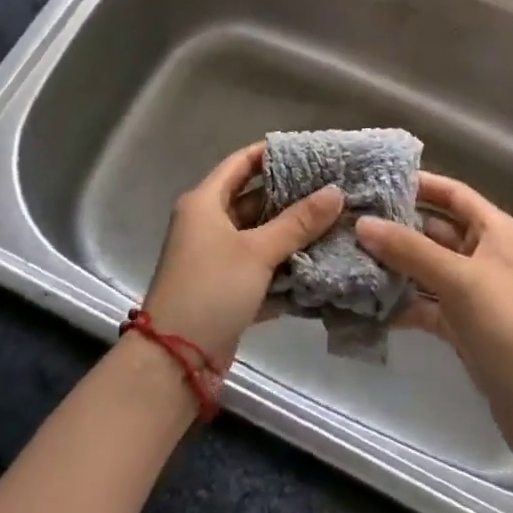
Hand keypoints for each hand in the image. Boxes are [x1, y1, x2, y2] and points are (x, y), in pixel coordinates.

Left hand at [141, 143, 344, 365]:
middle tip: (332, 189)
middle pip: (253, 199)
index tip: (310, 152)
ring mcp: (216, 258)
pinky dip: (284, 268)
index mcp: (205, 202)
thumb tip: (336, 192)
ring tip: (334, 223)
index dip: (272, 154)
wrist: (176, 360)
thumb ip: (298, 222)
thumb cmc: (211, 288)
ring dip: (291, 234)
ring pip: (259, 236)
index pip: (241, 163)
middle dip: (290, 197)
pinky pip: (260, 269)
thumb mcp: (257, 252)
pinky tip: (319, 265)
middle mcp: (207, 224)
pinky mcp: (226, 289)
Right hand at [356, 173, 512, 466]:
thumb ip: (409, 249)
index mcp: (498, 232)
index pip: (455, 194)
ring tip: (352, 256)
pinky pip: (428, 302)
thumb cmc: (509, 327)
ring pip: (429, 267)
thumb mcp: (459, 280)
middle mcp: (487, 255)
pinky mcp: (465, 325)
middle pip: (437, 229)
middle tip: (353, 220)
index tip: (377, 180)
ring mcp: (476, 292)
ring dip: (396, 264)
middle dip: (398, 226)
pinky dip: (404, 301)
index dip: (421, 184)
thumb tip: (362, 223)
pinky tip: (369, 301)